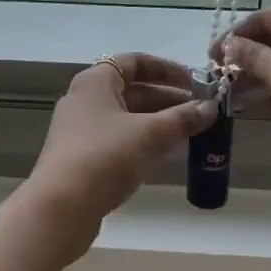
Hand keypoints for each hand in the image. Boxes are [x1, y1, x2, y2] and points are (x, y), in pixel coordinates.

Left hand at [21, 53, 216, 258]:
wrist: (60, 209)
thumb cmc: (104, 157)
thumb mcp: (149, 135)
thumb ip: (182, 119)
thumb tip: (210, 108)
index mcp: (96, 81)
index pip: (134, 61)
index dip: (167, 69)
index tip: (195, 81)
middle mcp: (85, 99)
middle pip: (132, 89)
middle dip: (168, 98)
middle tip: (200, 110)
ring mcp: (81, 129)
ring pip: (127, 116)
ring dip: (158, 121)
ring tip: (191, 131)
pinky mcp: (82, 157)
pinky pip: (119, 138)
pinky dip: (143, 140)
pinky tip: (166, 153)